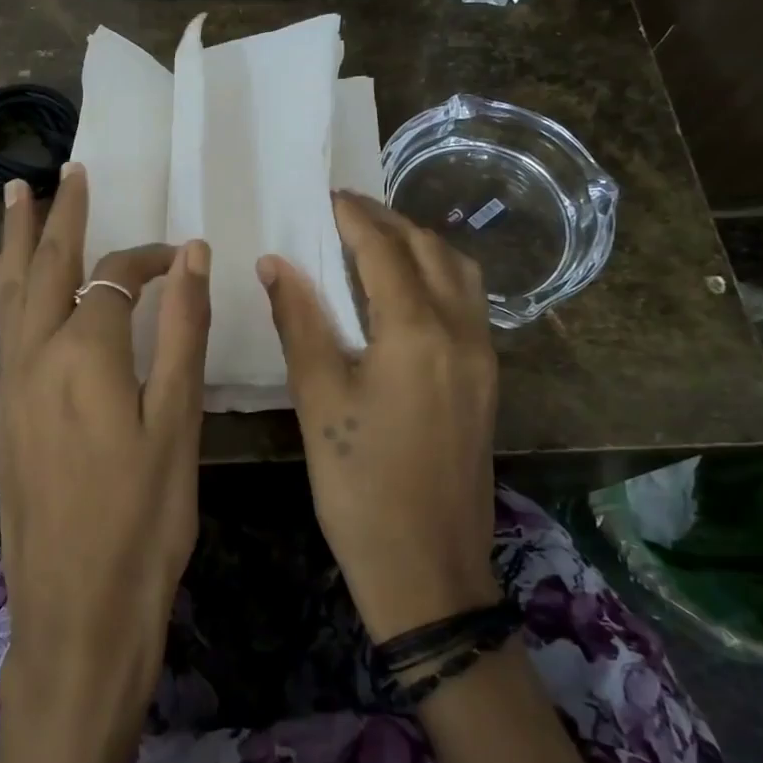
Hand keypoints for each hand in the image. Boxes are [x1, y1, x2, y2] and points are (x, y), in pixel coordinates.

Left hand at [0, 162, 211, 731]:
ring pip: (14, 293)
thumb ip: (183, 332)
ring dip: (20, 239)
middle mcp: (37, 355)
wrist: (77, 609)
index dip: (148, 260)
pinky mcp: (3, 413)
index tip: (181, 258)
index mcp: (86, 353)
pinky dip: (2, 292)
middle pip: (48, 266)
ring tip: (17, 193)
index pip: (116, 279)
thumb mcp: (177, 423)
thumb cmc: (144, 520)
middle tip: (69, 170)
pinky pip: (1, 331)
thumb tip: (191, 255)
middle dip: (62, 215)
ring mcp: (12, 384)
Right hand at [258, 191, 499, 641]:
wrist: (427, 567)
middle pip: (431, 251)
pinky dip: (438, 277)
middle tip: (348, 212)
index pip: (385, 251)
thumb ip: (299, 322)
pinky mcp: (486, 382)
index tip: (329, 196)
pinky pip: (468, 304)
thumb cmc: (359, 484)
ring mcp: (482, 358)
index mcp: (417, 332)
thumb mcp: (318, 399)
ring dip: (421, 246)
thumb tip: (276, 263)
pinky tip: (405, 291)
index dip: (355, 218)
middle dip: (390, 222)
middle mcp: (461, 332)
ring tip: (378, 242)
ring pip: (460, 274)